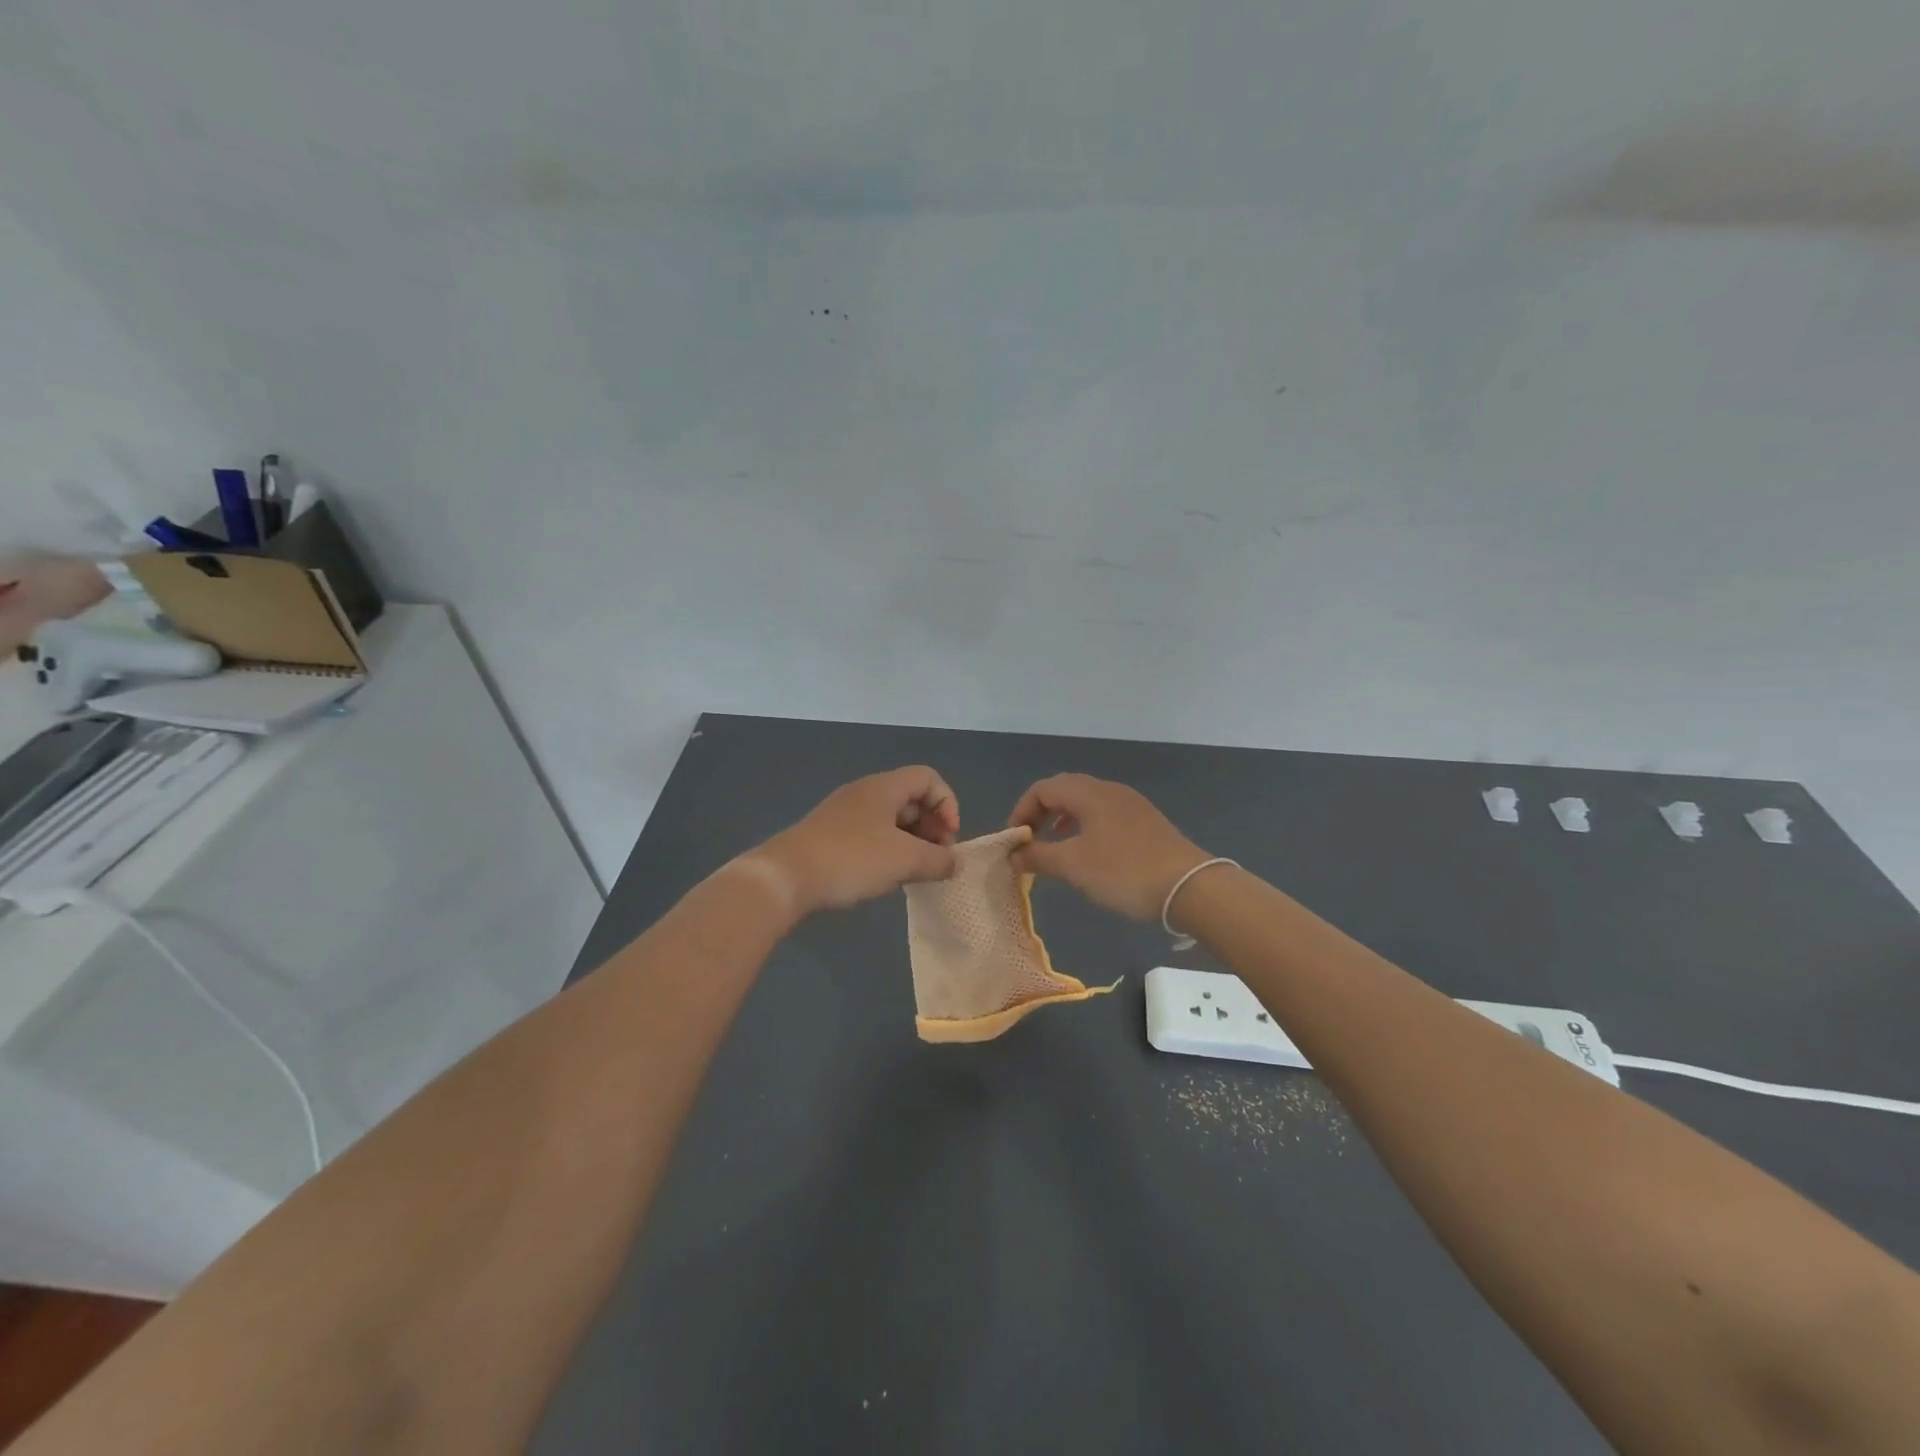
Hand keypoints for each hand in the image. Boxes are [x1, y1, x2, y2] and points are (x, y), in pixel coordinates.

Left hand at [746, 766, 959, 916]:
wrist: (785, 878)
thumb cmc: (851, 859)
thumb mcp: (904, 860)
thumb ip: (938, 860)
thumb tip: (956, 863)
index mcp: (883, 787)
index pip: (928, 778)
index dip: (947, 804)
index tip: (948, 838)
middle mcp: (864, 793)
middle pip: (911, 799)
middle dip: (932, 827)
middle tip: (936, 860)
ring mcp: (844, 815)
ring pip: (891, 821)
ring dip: (911, 843)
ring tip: (914, 873)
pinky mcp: (830, 837)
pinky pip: (871, 836)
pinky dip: (888, 852)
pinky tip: (886, 878)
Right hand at [1006, 773, 1212, 921]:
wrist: (1190, 887)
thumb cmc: (1124, 871)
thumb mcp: (1073, 866)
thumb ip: (1038, 856)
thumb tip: (1013, 854)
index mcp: (1089, 793)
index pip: (1042, 789)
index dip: (1021, 811)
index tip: (1014, 841)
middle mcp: (1109, 790)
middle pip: (1064, 790)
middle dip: (1040, 814)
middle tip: (1029, 842)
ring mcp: (1130, 805)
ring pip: (1085, 803)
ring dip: (1062, 821)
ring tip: (1054, 848)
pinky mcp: (1145, 822)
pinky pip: (1103, 815)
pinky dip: (1084, 828)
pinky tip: (1088, 853)